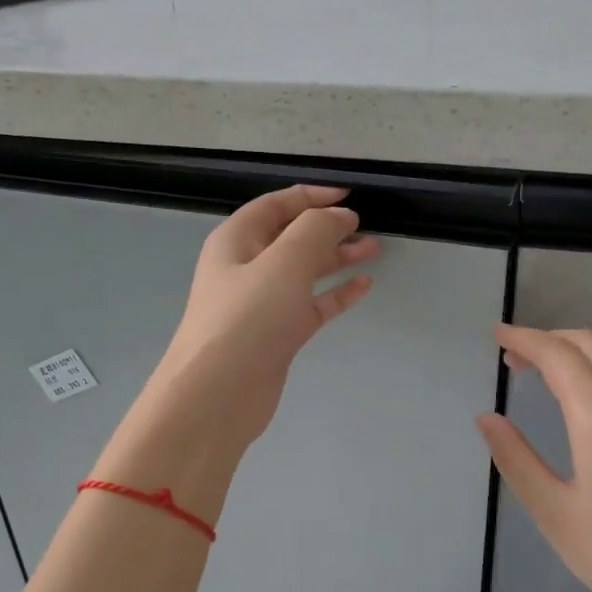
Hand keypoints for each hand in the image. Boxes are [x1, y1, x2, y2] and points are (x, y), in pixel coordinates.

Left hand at [149, 184, 378, 445]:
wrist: (218, 395)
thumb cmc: (247, 320)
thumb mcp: (284, 263)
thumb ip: (316, 230)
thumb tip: (340, 216)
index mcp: (237, 241)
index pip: (275, 206)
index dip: (311, 196)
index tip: (348, 196)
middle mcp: (247, 268)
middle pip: (291, 238)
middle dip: (328, 229)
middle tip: (366, 227)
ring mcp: (262, 304)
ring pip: (304, 272)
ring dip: (337, 259)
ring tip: (374, 250)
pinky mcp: (277, 335)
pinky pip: (311, 306)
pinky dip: (336, 295)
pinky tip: (362, 287)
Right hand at [476, 324, 591, 591]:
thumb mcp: (554, 512)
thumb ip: (516, 459)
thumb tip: (486, 418)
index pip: (558, 356)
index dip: (524, 339)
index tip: (496, 335)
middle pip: (590, 344)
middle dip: (548, 339)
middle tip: (513, 354)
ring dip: (578, 349)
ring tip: (546, 369)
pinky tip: (587, 396)